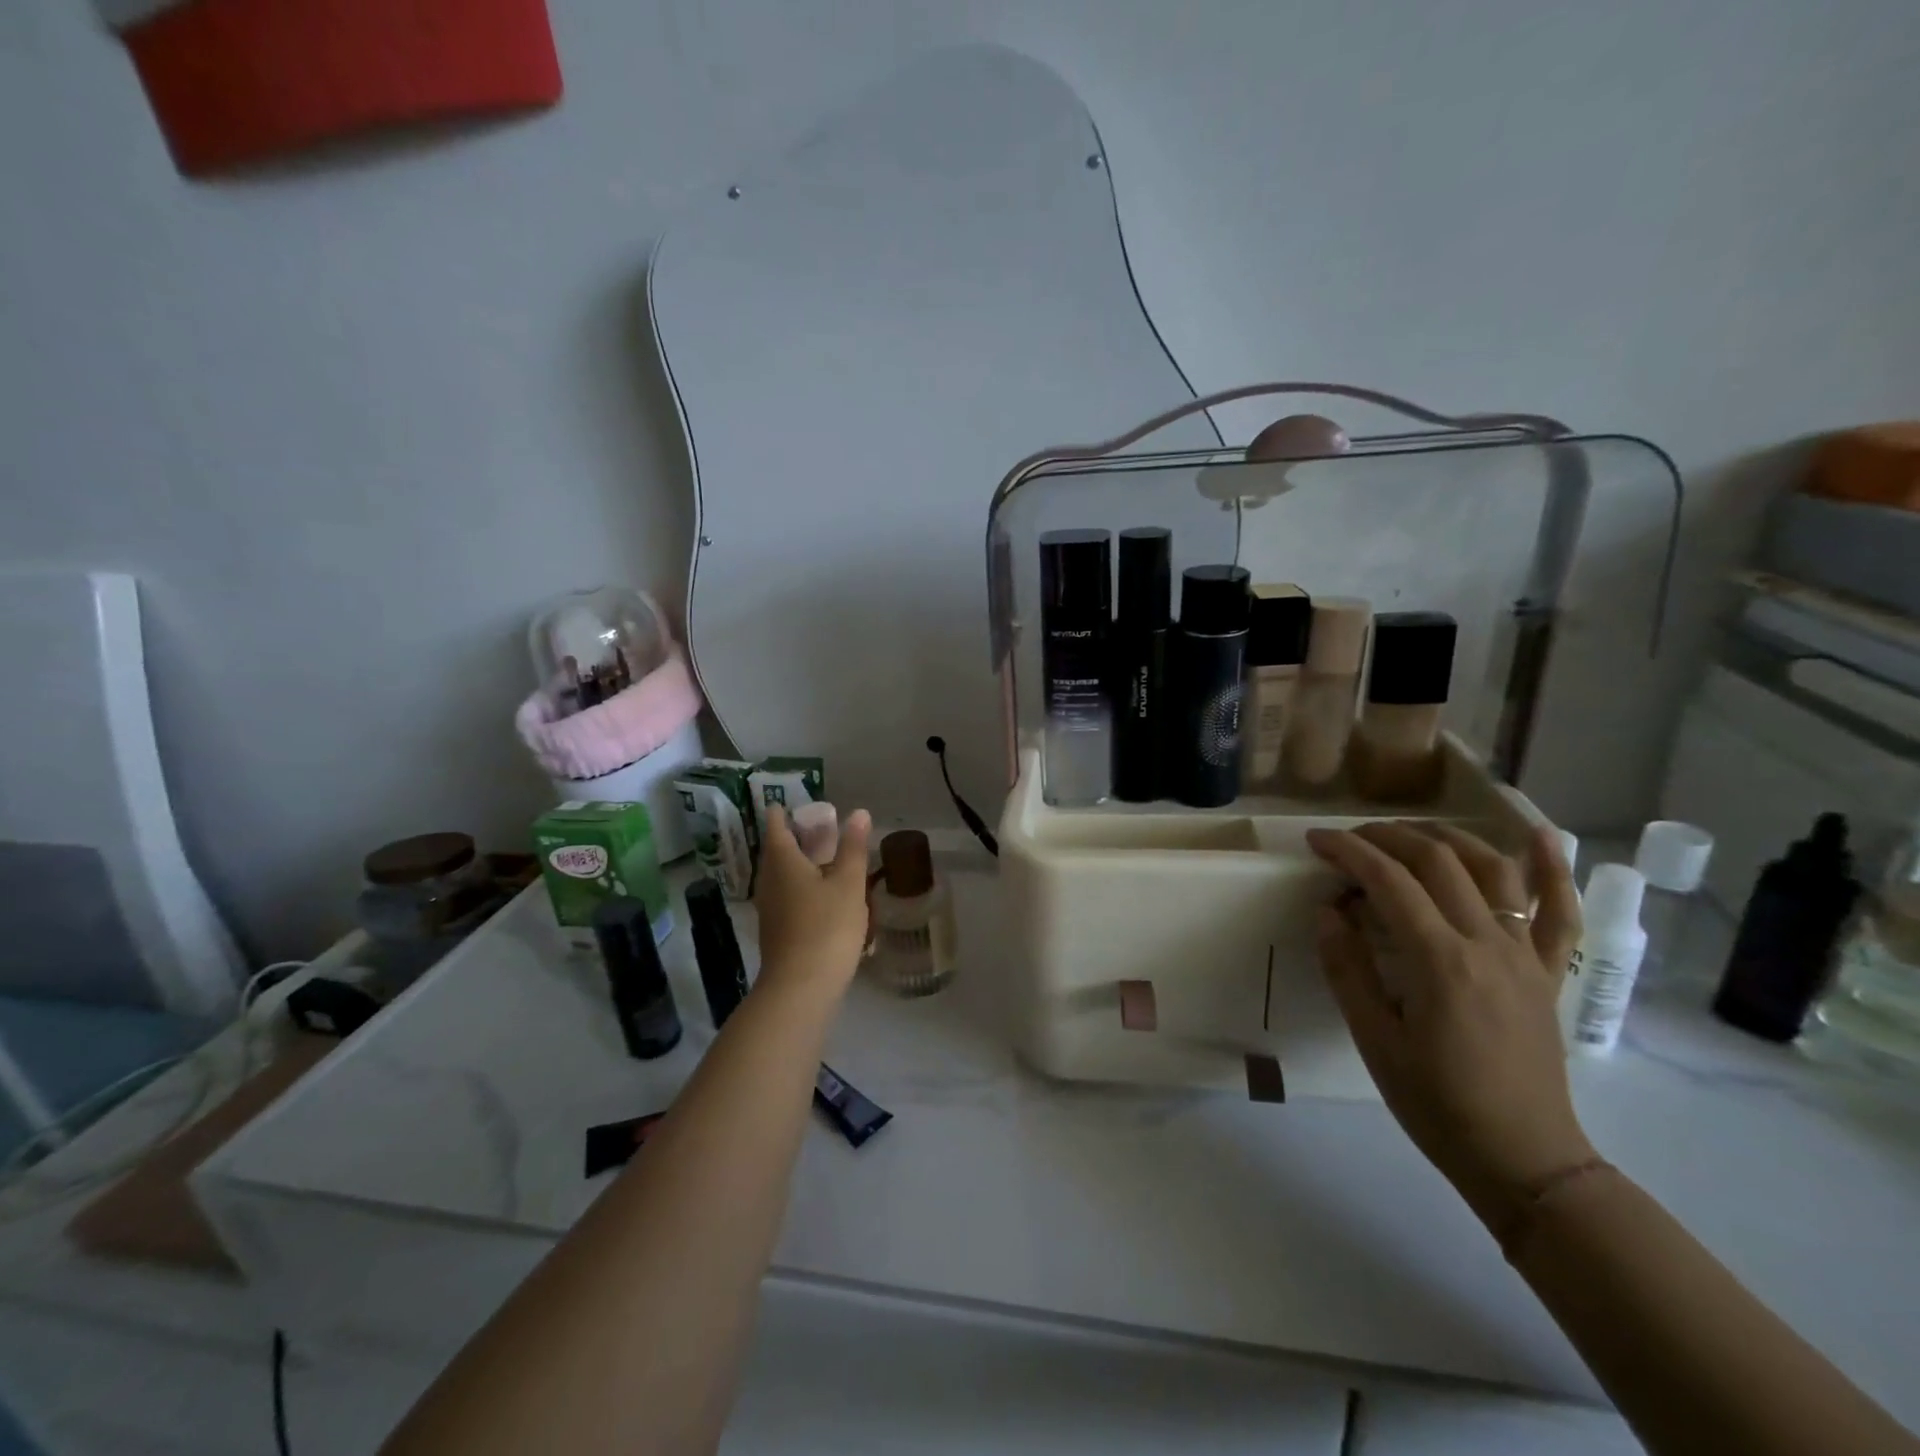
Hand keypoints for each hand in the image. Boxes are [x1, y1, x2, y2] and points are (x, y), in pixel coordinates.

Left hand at [752, 805, 872, 994]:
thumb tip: (857, 813)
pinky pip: (787, 896)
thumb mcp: (848, 883)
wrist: (801, 987)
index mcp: (782, 862)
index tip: (787, 803)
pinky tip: (821, 894)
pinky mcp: (777, 930)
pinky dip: (801, 886)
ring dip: (799, 863)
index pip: (776, 827)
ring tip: (823, 857)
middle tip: (814, 826)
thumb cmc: (826, 926)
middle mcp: (769, 881)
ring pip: (782, 876)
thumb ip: (853, 847)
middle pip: (777, 851)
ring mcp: (770, 908)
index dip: (781, 813)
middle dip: (793, 837)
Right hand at [1305, 821, 1591, 1228]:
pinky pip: (1561, 911)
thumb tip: (1328, 912)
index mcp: (1440, 962)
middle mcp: (1489, 944)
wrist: (1523, 1159)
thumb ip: (1348, 968)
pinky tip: (1541, 835)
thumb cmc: (1436, 1103)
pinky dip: (1553, 868)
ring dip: (1448, 838)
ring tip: (1410, 832)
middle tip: (1349, 840)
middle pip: (1437, 862)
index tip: (1315, 842)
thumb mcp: (1374, 1040)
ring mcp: (1527, 955)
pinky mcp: (1549, 971)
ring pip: (1494, 869)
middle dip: (1387, 837)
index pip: (1388, 881)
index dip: (1347, 852)